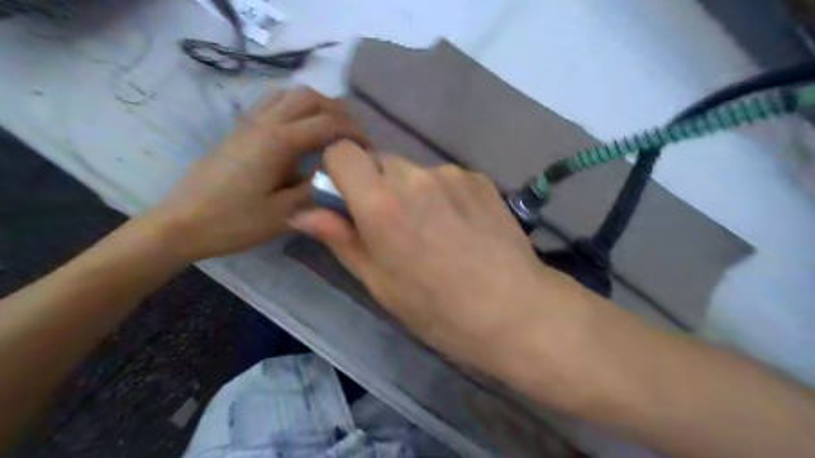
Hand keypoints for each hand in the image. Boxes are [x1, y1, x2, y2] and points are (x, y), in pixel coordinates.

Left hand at [143, 88, 365, 261]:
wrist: (181, 223)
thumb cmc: (234, 222)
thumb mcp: (284, 214)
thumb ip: (316, 190)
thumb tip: (338, 176)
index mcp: (278, 142)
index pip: (327, 123)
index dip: (354, 131)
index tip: (370, 148)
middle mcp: (265, 123)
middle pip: (310, 97)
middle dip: (339, 111)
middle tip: (354, 135)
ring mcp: (249, 123)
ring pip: (290, 95)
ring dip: (317, 105)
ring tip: (332, 129)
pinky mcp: (240, 130)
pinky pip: (273, 103)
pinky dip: (296, 107)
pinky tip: (302, 129)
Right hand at [286, 141, 560, 373]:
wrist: (514, 310)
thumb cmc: (438, 309)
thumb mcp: (379, 283)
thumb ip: (340, 239)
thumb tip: (302, 212)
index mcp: (381, 203)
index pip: (342, 152)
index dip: (338, 171)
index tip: (347, 200)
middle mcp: (415, 176)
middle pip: (379, 160)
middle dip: (375, 185)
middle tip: (391, 225)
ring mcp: (452, 174)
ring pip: (413, 169)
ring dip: (410, 190)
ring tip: (432, 230)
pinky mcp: (479, 178)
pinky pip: (445, 177)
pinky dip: (440, 193)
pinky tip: (459, 226)